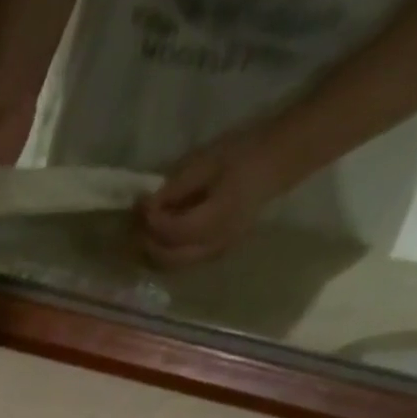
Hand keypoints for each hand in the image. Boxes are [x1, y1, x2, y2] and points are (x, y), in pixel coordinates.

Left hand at [138, 124, 295, 266]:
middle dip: (148, 243)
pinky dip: (169, 252)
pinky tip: (164, 234)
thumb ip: (176, 186)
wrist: (278, 161)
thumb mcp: (207, 161)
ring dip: (156, 252)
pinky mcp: (217, 252)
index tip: (140, 205)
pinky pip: (185, 260)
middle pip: (169, 258)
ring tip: (147, 230)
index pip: (173, 233)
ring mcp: (217, 252)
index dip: (152, 222)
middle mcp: (215, 244)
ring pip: (175, 265)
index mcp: (216, 219)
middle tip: (137, 223)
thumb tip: (147, 204)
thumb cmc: (243, 152)